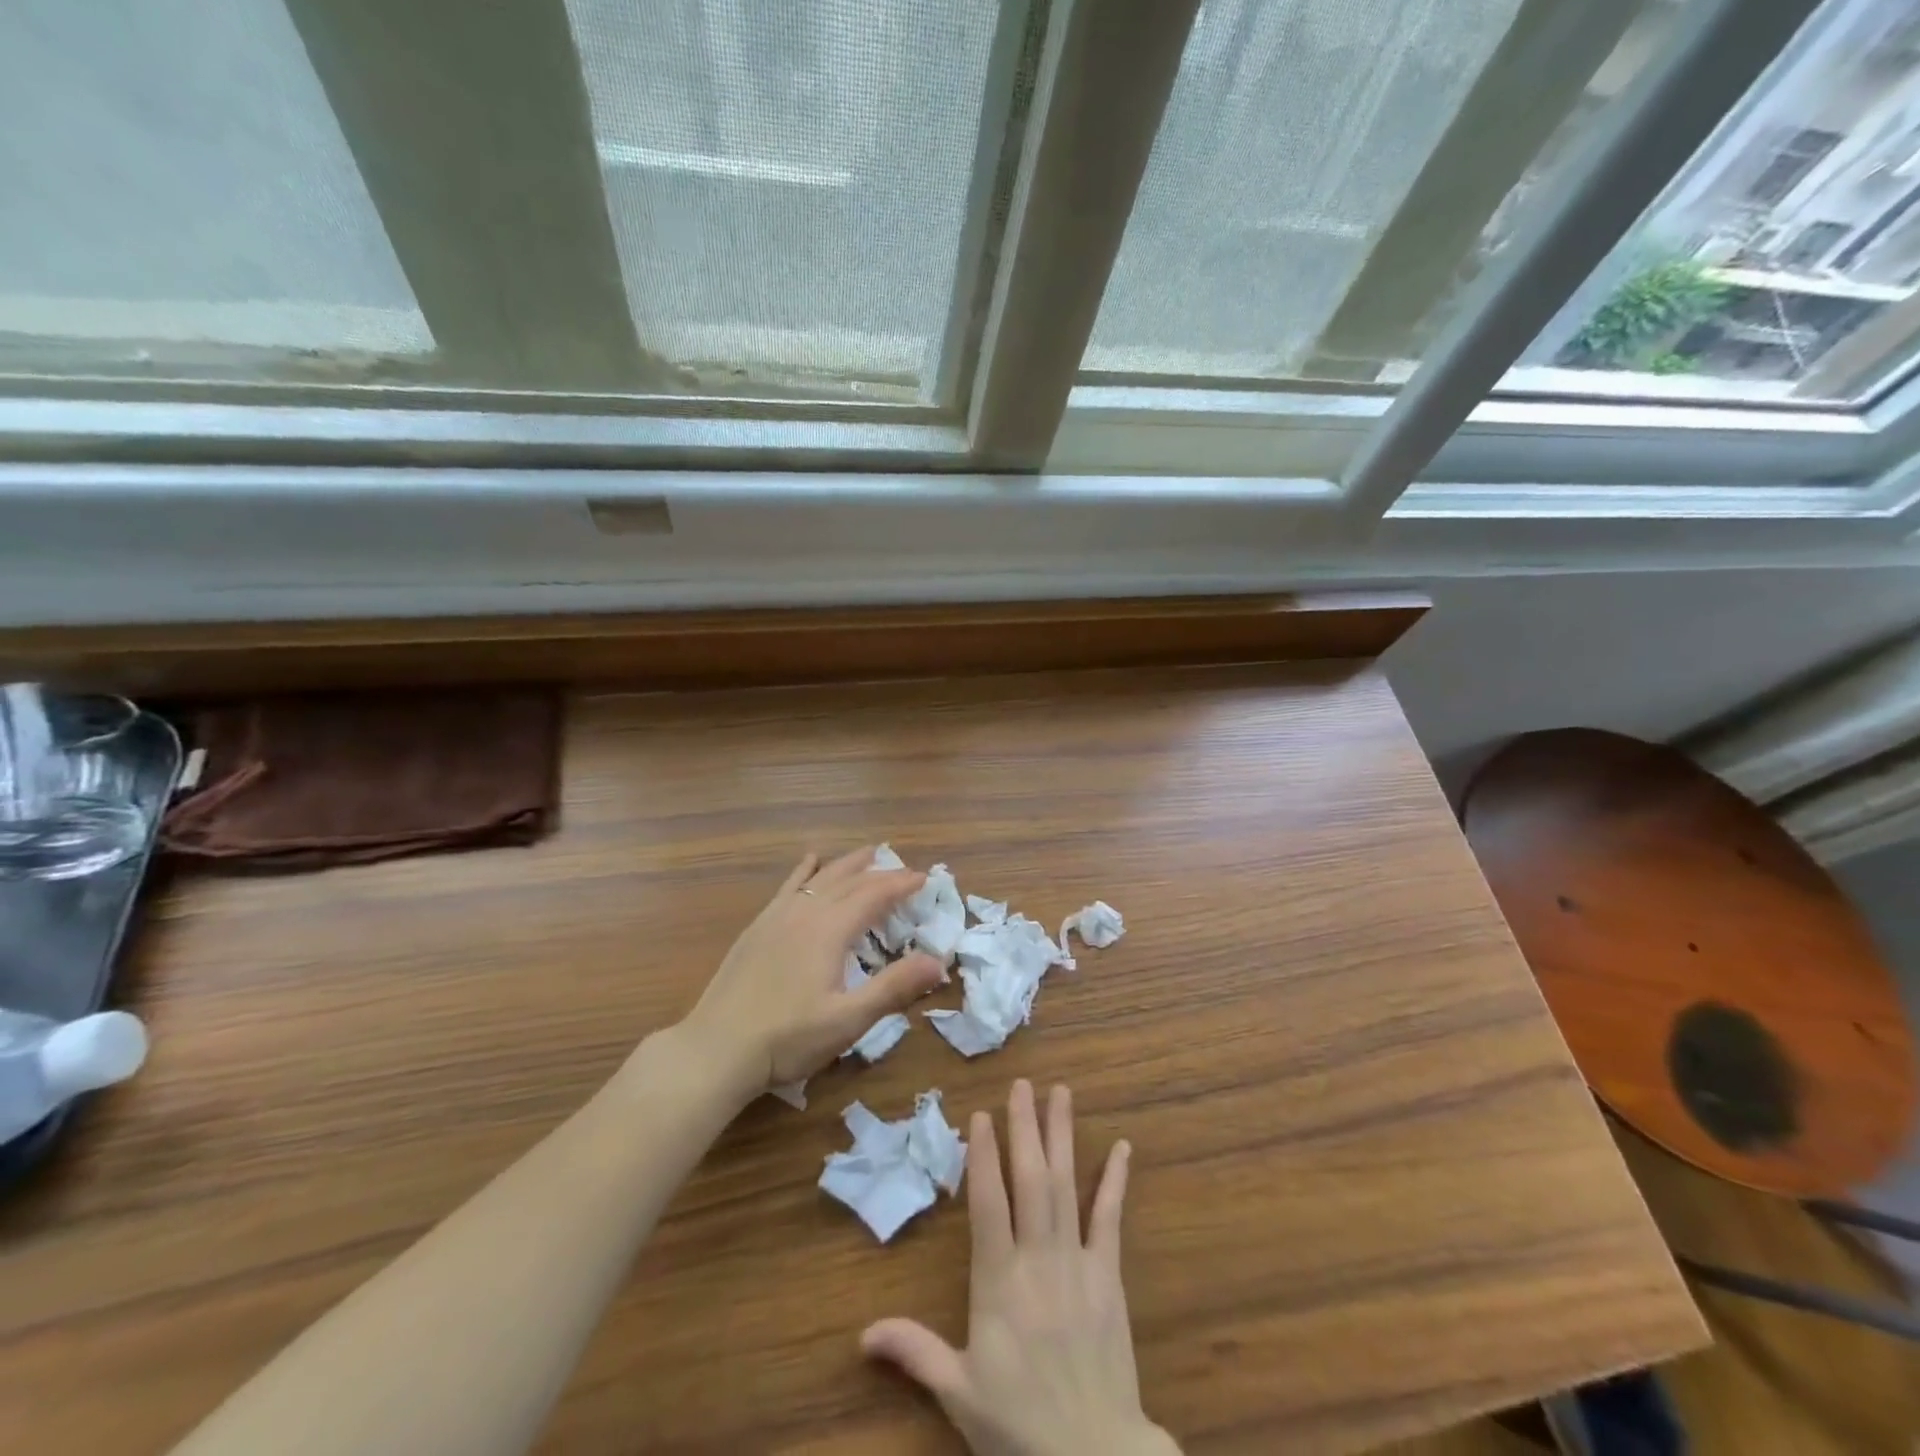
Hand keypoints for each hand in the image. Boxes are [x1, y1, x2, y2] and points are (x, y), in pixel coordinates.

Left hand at [679, 847, 946, 1099]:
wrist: (716, 1049)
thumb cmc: (788, 1038)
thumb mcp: (848, 1020)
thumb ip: (894, 987)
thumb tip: (938, 961)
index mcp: (830, 930)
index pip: (874, 895)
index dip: (901, 884)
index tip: (924, 879)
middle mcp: (805, 912)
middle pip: (849, 881)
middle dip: (881, 873)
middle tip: (905, 870)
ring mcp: (777, 917)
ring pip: (820, 878)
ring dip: (848, 864)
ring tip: (868, 854)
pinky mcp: (757, 928)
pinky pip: (788, 886)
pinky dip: (806, 871)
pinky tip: (810, 861)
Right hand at [862, 1081, 1177, 1455]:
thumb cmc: (1019, 1423)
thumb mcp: (958, 1391)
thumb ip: (914, 1351)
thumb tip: (861, 1334)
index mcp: (998, 1281)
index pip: (988, 1203)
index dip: (984, 1156)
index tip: (983, 1113)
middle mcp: (1037, 1258)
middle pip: (1030, 1179)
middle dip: (1025, 1127)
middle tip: (1023, 1083)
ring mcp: (1077, 1262)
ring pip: (1066, 1186)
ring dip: (1062, 1136)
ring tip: (1061, 1093)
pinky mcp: (1108, 1276)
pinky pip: (1110, 1219)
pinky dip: (1115, 1181)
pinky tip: (1122, 1147)